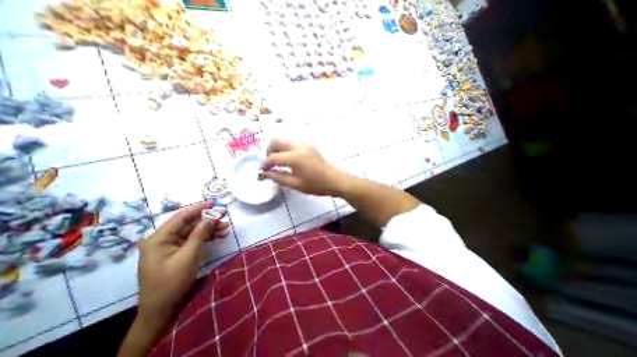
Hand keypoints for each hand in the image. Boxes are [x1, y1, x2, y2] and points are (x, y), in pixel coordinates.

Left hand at [135, 203, 229, 332]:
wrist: (162, 310)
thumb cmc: (171, 282)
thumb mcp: (188, 256)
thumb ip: (200, 234)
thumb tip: (212, 217)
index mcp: (159, 239)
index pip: (181, 217)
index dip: (198, 208)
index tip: (213, 202)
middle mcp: (164, 239)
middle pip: (189, 224)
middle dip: (208, 219)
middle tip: (225, 214)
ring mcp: (171, 246)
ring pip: (194, 231)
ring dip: (210, 229)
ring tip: (226, 228)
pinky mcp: (178, 252)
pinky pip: (194, 240)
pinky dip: (207, 237)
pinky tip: (220, 235)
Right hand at [262, 138, 347, 194]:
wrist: (333, 180)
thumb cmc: (315, 185)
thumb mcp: (295, 184)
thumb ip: (279, 177)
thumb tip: (266, 173)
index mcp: (295, 157)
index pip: (273, 156)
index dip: (266, 163)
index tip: (264, 170)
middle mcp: (298, 146)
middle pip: (276, 141)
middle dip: (269, 150)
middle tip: (270, 162)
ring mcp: (304, 144)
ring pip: (284, 139)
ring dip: (277, 147)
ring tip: (278, 160)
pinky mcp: (308, 145)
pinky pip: (292, 142)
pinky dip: (286, 147)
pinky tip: (288, 158)